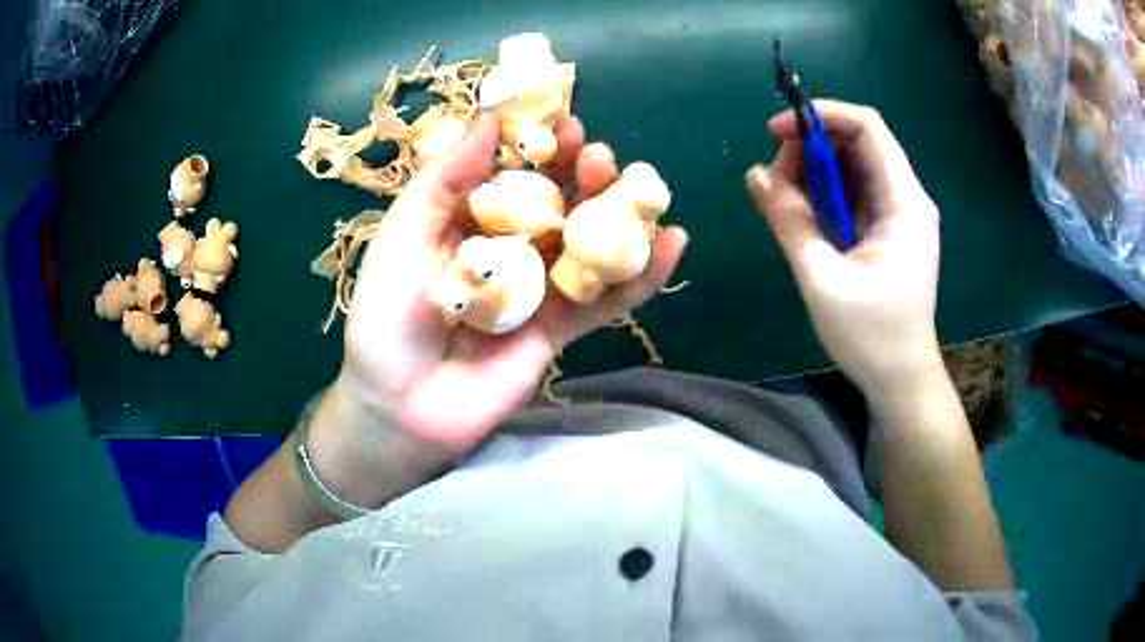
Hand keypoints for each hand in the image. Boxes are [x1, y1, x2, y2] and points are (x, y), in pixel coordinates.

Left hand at [336, 113, 687, 450]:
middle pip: (560, 202)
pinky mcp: (562, 328)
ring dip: (619, 214)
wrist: (402, 405)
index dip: (540, 145)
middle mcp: (510, 248)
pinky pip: (608, 298)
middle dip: (584, 174)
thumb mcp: (404, 235)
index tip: (562, 123)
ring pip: (590, 244)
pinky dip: (642, 274)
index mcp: (470, 220)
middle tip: (598, 156)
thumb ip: (446, 177)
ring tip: (640, 189)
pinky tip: (673, 242)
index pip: (516, 171)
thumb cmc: (389, 315)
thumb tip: (489, 117)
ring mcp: (540, 289)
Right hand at [746, 100, 942, 399]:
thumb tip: (754, 173)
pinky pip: (853, 192)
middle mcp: (907, 198)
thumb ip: (790, 221)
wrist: (901, 379)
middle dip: (810, 148)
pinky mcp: (889, 229)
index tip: (775, 133)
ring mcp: (899, 213)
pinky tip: (803, 215)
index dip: (820, 117)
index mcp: (904, 203)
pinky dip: (824, 194)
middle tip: (774, 179)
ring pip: (852, 166)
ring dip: (814, 171)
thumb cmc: (871, 337)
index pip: (867, 128)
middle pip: (857, 143)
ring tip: (783, 200)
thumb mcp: (823, 279)